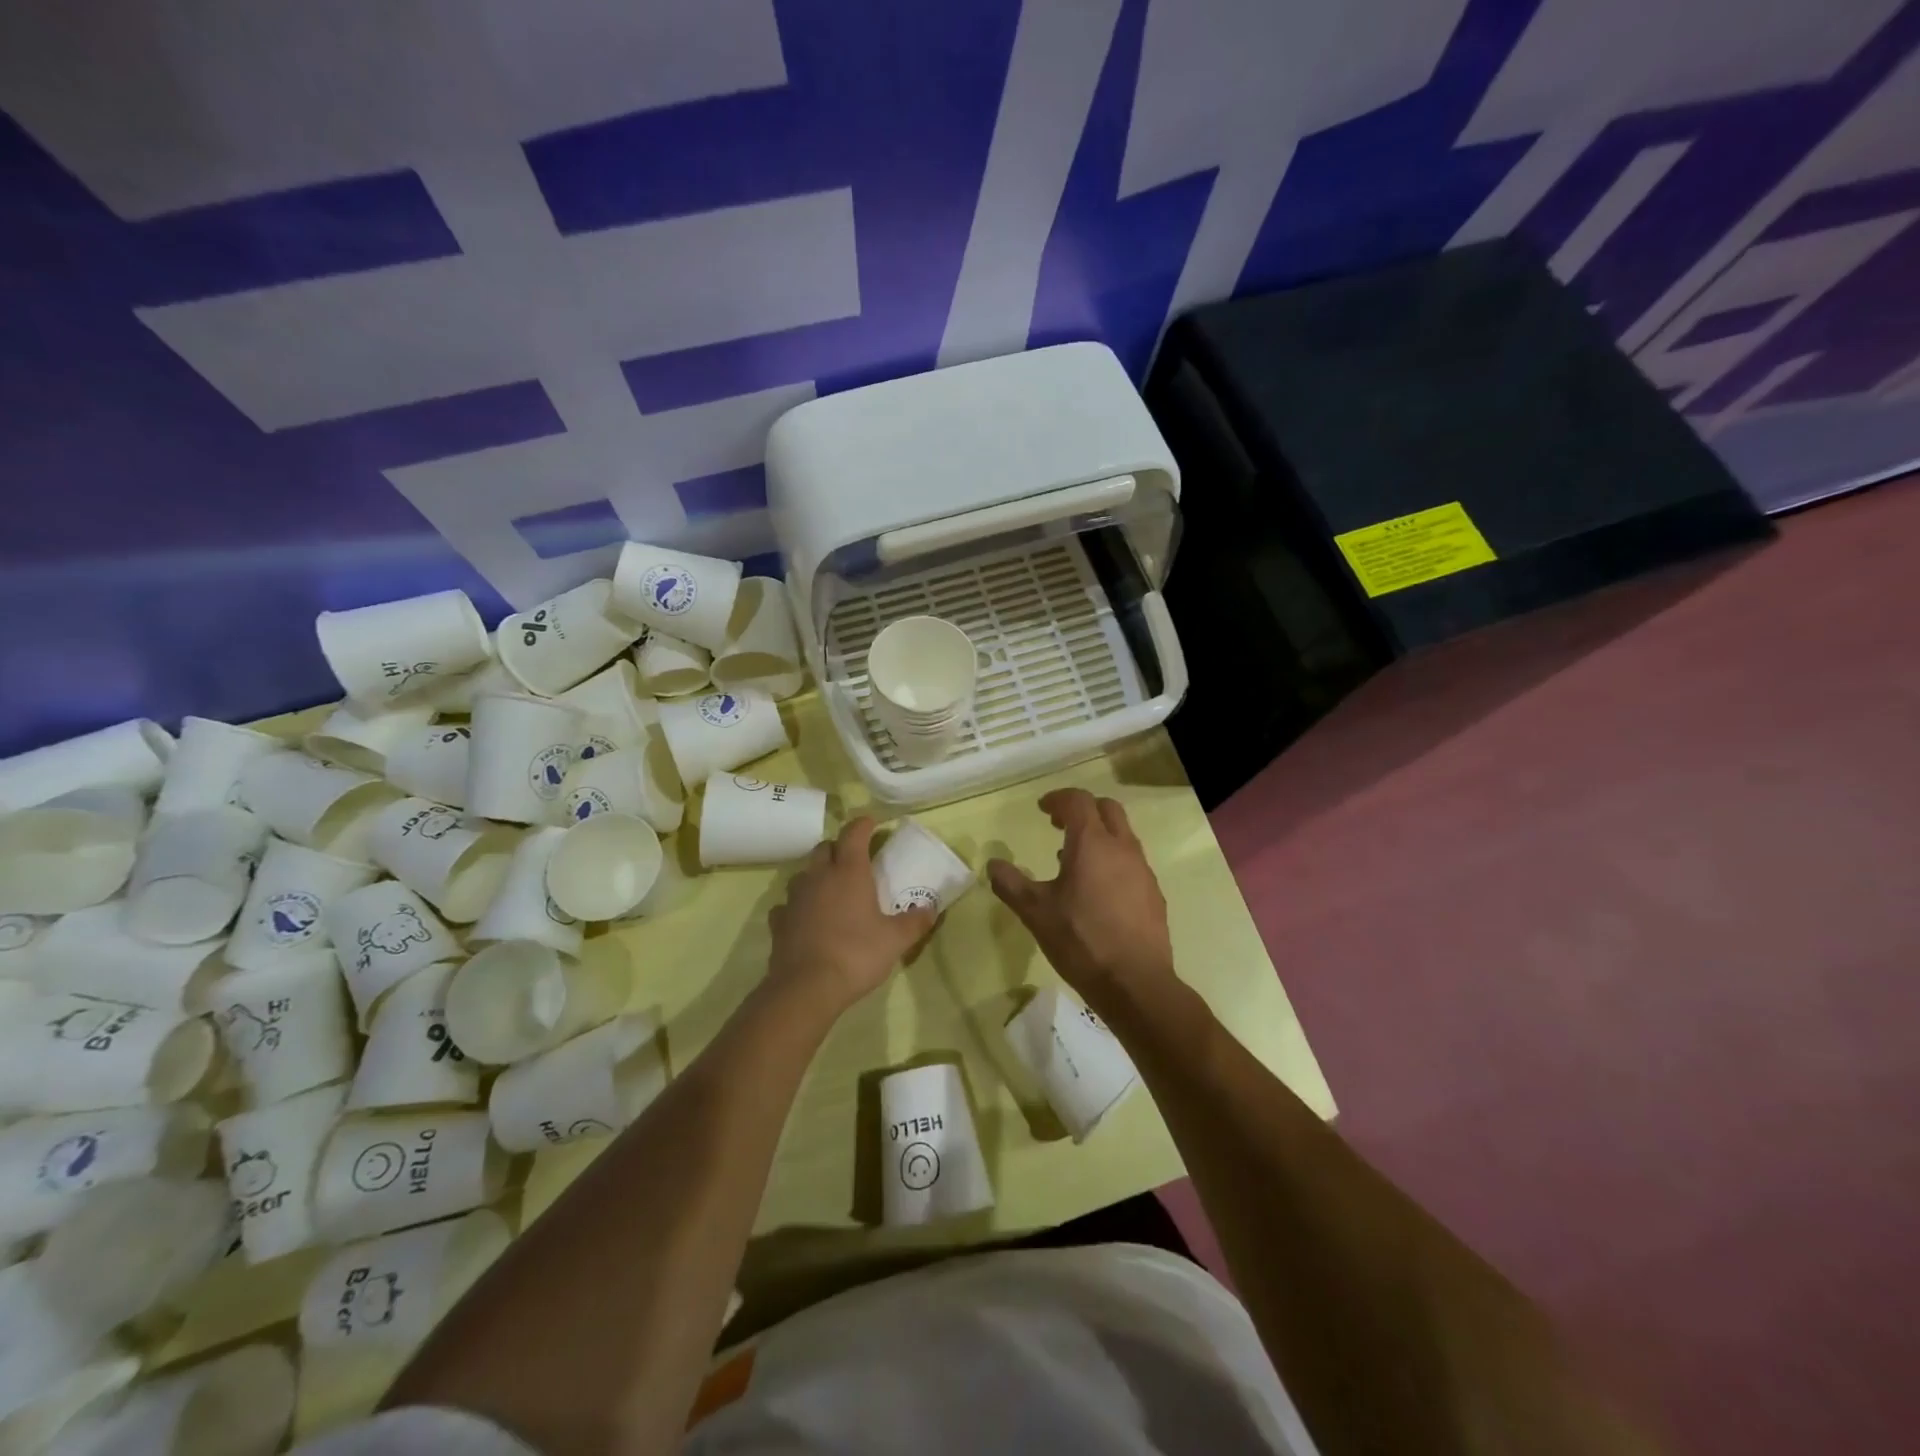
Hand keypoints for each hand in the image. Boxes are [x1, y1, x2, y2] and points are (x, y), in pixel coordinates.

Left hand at [767, 817, 936, 1017]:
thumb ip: (914, 922)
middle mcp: (819, 877)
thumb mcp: (895, 940)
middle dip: (839, 848)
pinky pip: (788, 905)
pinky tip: (807, 918)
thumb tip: (931, 909)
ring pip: (804, 874)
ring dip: (817, 875)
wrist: (806, 987)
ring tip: (831, 890)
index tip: (872, 823)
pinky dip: (799, 906)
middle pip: (824, 848)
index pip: (854, 834)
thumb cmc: (856, 954)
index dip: (863, 825)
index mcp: (849, 872)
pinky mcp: (779, 922)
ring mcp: (795, 898)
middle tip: (854, 860)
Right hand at [988, 789, 1175, 1015]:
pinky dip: (1112, 859)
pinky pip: (1131, 862)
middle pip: (1107, 809)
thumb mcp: (1035, 912)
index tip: (1042, 809)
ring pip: (1122, 835)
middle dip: (1082, 809)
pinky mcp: (1153, 893)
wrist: (1135, 982)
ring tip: (1073, 858)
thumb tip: (993, 864)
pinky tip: (1097, 890)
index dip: (1058, 799)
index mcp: (1092, 843)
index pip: (1078, 801)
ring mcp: (1143, 870)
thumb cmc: (1081, 940)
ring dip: (1098, 835)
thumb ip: (1011, 884)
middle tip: (1059, 824)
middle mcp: (1122, 848)